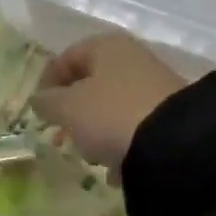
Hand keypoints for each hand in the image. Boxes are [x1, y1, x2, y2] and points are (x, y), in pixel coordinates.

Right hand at [32, 32, 187, 170]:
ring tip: (93, 157)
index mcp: (105, 46)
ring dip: (98, 132)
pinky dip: (123, 145)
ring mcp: (155, 86)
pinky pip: (135, 127)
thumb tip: (39, 99)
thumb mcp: (68, 108)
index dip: (48, 83)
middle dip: (74, 112)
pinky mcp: (171, 115)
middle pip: (91, 84)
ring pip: (113, 107)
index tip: (39, 110)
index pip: (66, 58)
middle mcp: (132, 59)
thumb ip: (47, 102)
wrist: (177, 143)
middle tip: (63, 135)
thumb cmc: (111, 114)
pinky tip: (119, 168)